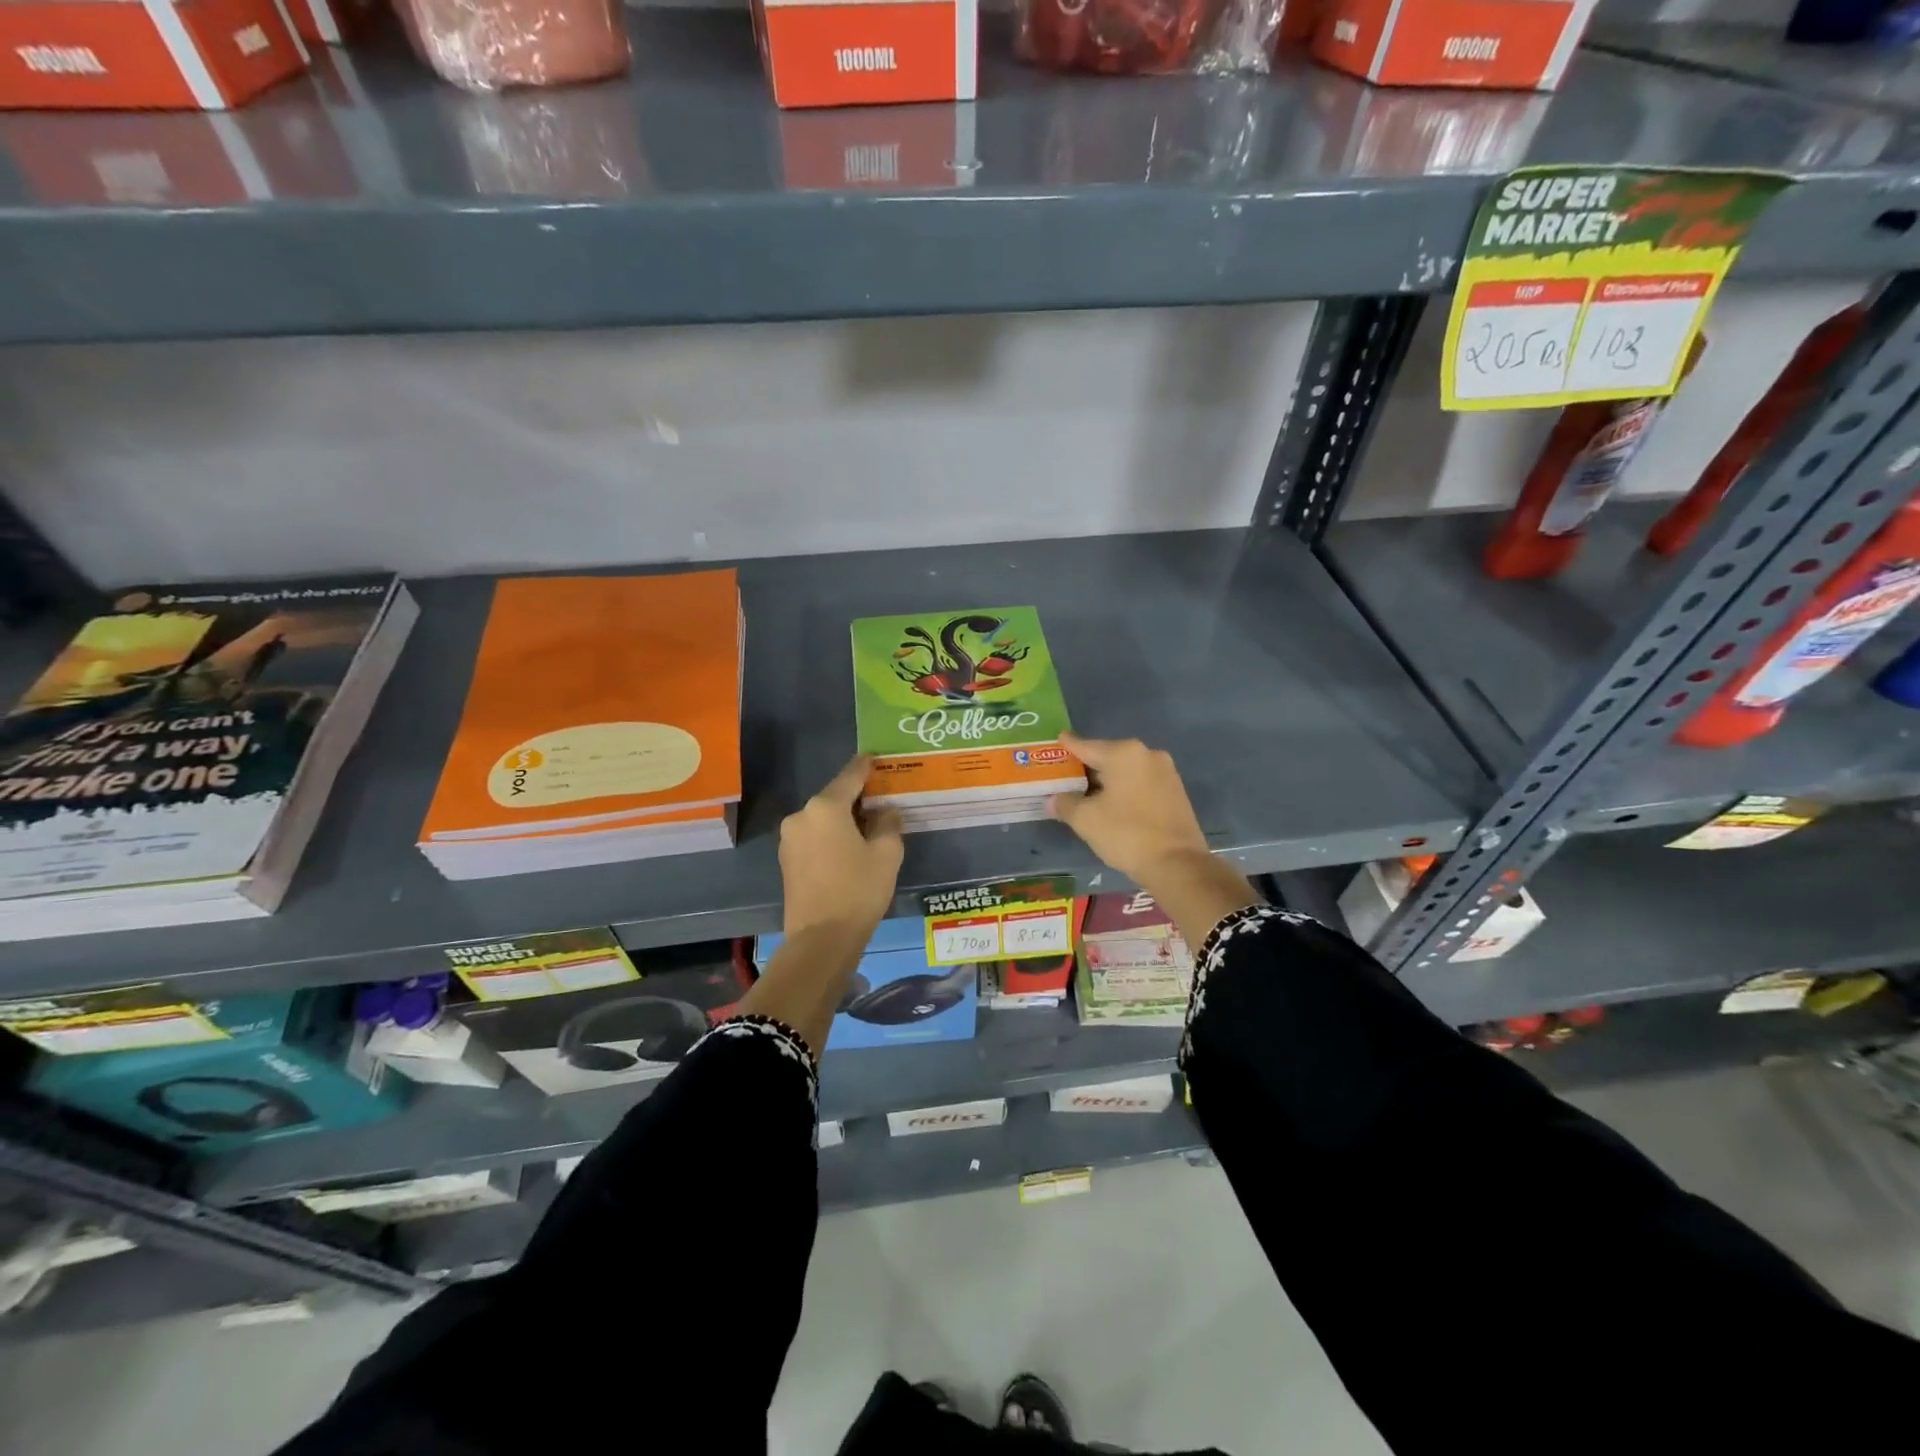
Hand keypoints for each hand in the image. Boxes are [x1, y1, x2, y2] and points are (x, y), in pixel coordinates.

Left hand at [779, 756, 903, 937]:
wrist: (820, 939)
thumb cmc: (858, 890)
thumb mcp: (887, 854)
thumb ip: (888, 824)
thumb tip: (884, 812)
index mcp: (825, 807)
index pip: (850, 776)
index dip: (865, 766)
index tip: (874, 757)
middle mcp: (801, 815)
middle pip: (834, 798)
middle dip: (856, 798)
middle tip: (880, 801)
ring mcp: (789, 839)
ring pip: (822, 819)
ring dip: (842, 820)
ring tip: (867, 829)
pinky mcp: (786, 860)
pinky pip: (813, 837)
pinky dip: (830, 837)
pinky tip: (848, 850)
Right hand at [1048, 735, 1208, 885]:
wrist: (1177, 863)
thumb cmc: (1126, 833)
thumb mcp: (1085, 819)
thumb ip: (1065, 803)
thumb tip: (1054, 799)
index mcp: (1123, 753)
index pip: (1085, 746)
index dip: (1067, 746)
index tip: (1057, 741)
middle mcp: (1147, 754)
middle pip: (1107, 756)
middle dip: (1087, 767)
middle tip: (1066, 777)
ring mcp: (1166, 772)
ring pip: (1126, 771)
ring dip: (1107, 780)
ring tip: (1087, 794)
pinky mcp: (1176, 791)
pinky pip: (1141, 783)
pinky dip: (1125, 789)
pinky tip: (1113, 804)